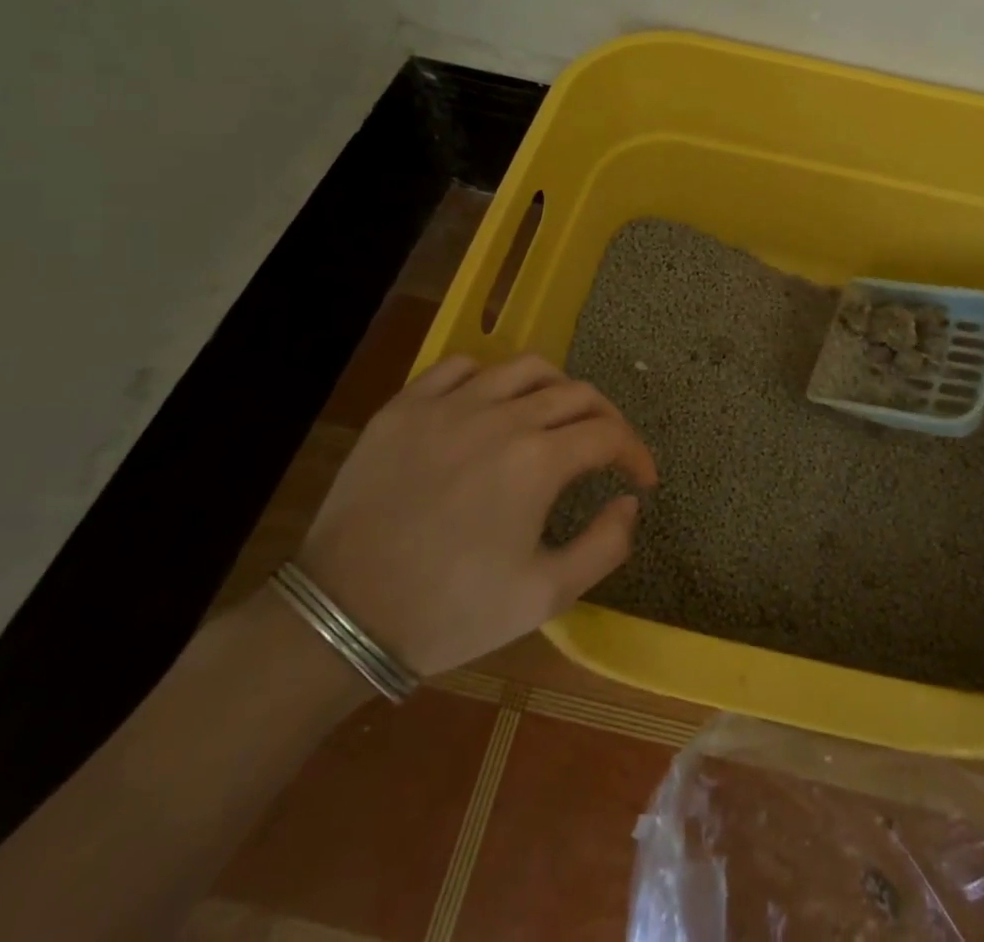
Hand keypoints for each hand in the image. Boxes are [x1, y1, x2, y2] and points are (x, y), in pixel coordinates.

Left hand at [296, 353, 655, 678]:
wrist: (343, 616)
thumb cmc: (451, 611)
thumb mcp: (545, 596)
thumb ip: (605, 545)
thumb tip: (629, 501)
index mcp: (538, 460)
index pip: (609, 433)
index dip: (635, 453)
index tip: (640, 479)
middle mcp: (501, 417)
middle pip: (576, 393)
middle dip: (606, 418)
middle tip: (607, 448)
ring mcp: (449, 405)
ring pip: (524, 367)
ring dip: (556, 387)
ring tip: (556, 415)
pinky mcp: (405, 406)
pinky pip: (460, 367)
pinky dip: (489, 377)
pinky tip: (489, 405)